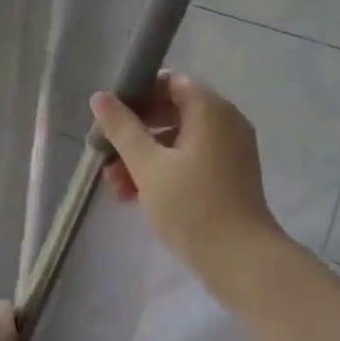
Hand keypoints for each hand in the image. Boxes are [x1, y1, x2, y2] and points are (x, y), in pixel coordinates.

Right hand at [89, 72, 283, 285]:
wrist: (239, 259)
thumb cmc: (190, 205)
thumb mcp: (147, 165)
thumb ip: (122, 129)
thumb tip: (100, 97)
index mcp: (210, 109)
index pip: (171, 82)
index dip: (138, 94)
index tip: (111, 118)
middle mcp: (226, 122)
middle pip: (173, 112)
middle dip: (135, 133)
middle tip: (106, 154)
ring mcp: (230, 151)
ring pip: (179, 141)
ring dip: (145, 157)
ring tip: (115, 186)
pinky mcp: (230, 177)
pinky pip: (192, 161)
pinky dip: (165, 171)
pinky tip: (136, 197)